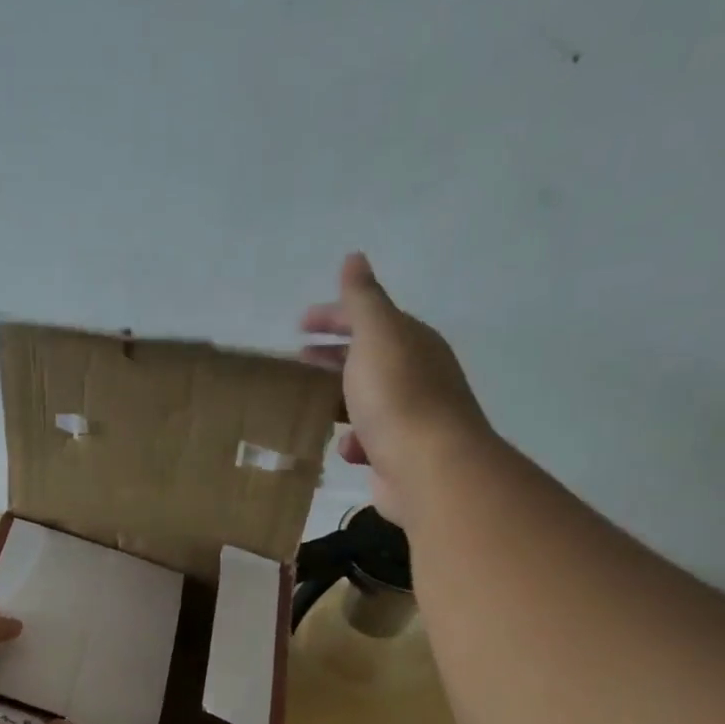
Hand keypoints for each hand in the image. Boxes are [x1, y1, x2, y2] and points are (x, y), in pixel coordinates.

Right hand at [299, 252, 491, 525]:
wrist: (428, 465)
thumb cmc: (397, 395)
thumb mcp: (376, 335)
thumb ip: (362, 299)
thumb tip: (354, 258)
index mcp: (411, 341)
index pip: (369, 318)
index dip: (334, 317)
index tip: (298, 325)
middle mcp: (416, 374)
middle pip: (367, 358)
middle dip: (333, 357)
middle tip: (296, 361)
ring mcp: (410, 416)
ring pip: (365, 401)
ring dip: (337, 400)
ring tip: (306, 405)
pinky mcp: (399, 453)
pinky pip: (368, 440)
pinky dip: (352, 439)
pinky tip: (342, 446)